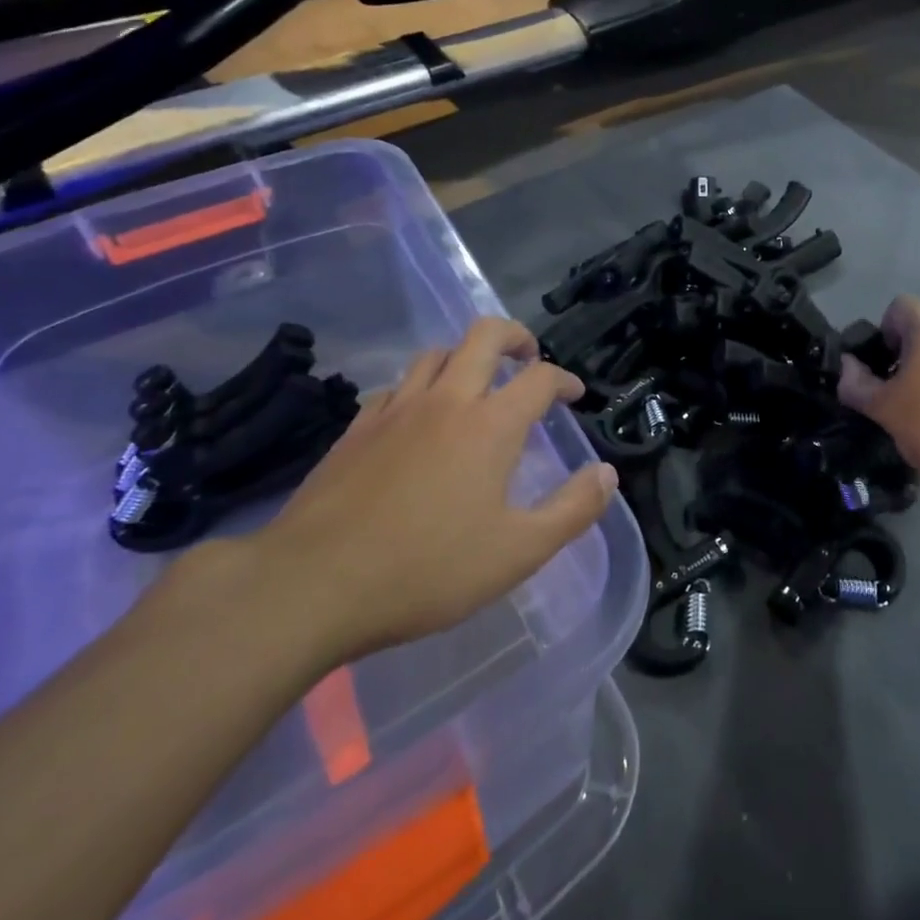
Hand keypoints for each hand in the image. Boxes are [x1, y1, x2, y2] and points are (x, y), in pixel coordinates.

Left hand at [239, 319, 617, 669]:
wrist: (312, 584)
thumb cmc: (426, 570)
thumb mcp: (517, 552)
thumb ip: (572, 510)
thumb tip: (607, 474)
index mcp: (490, 425)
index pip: (539, 377)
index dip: (564, 379)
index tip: (573, 395)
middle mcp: (446, 400)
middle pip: (484, 335)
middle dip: (515, 336)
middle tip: (528, 357)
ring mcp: (396, 409)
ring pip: (436, 353)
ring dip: (465, 358)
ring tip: (475, 385)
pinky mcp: (357, 428)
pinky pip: (396, 387)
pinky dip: (420, 388)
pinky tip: (418, 419)